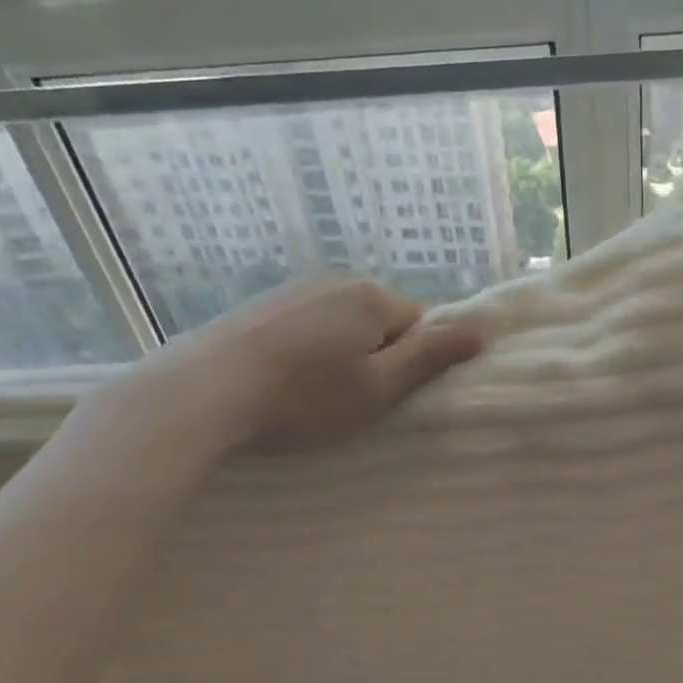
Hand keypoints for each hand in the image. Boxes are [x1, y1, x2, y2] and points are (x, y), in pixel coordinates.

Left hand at [129, 276, 482, 452]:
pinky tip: (282, 382)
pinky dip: (303, 353)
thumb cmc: (305, 397)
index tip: (385, 395)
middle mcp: (333, 281)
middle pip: (378, 323)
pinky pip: (304, 328)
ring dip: (338, 357)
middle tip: (350, 401)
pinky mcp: (257, 306)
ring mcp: (291, 290)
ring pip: (339, 326)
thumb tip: (477, 333)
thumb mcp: (378, 387)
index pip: (417, 326)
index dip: (409, 364)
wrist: (205, 391)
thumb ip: (428, 358)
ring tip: (311, 395)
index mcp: (370, 297)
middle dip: (374, 358)